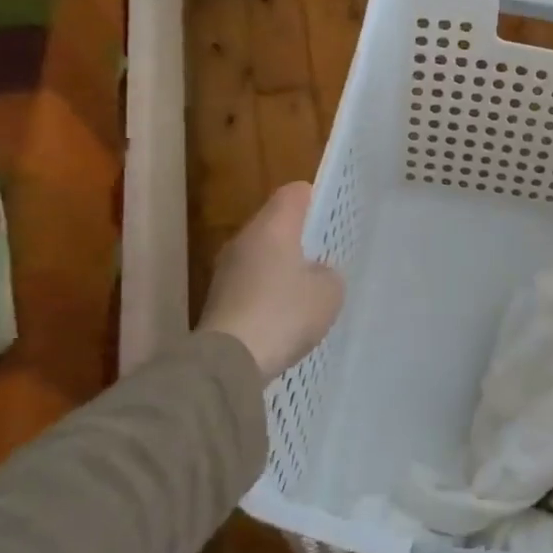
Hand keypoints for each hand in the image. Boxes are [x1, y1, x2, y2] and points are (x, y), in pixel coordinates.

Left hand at [199, 183, 343, 381]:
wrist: (231, 359)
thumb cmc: (285, 313)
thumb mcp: (329, 292)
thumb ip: (328, 273)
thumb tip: (316, 271)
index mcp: (273, 227)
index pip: (294, 193)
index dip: (315, 198)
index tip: (332, 215)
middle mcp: (245, 239)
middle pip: (275, 223)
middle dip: (300, 236)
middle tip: (326, 254)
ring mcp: (227, 269)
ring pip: (262, 254)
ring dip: (283, 265)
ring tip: (309, 288)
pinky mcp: (219, 298)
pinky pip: (251, 282)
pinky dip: (268, 290)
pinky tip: (286, 313)